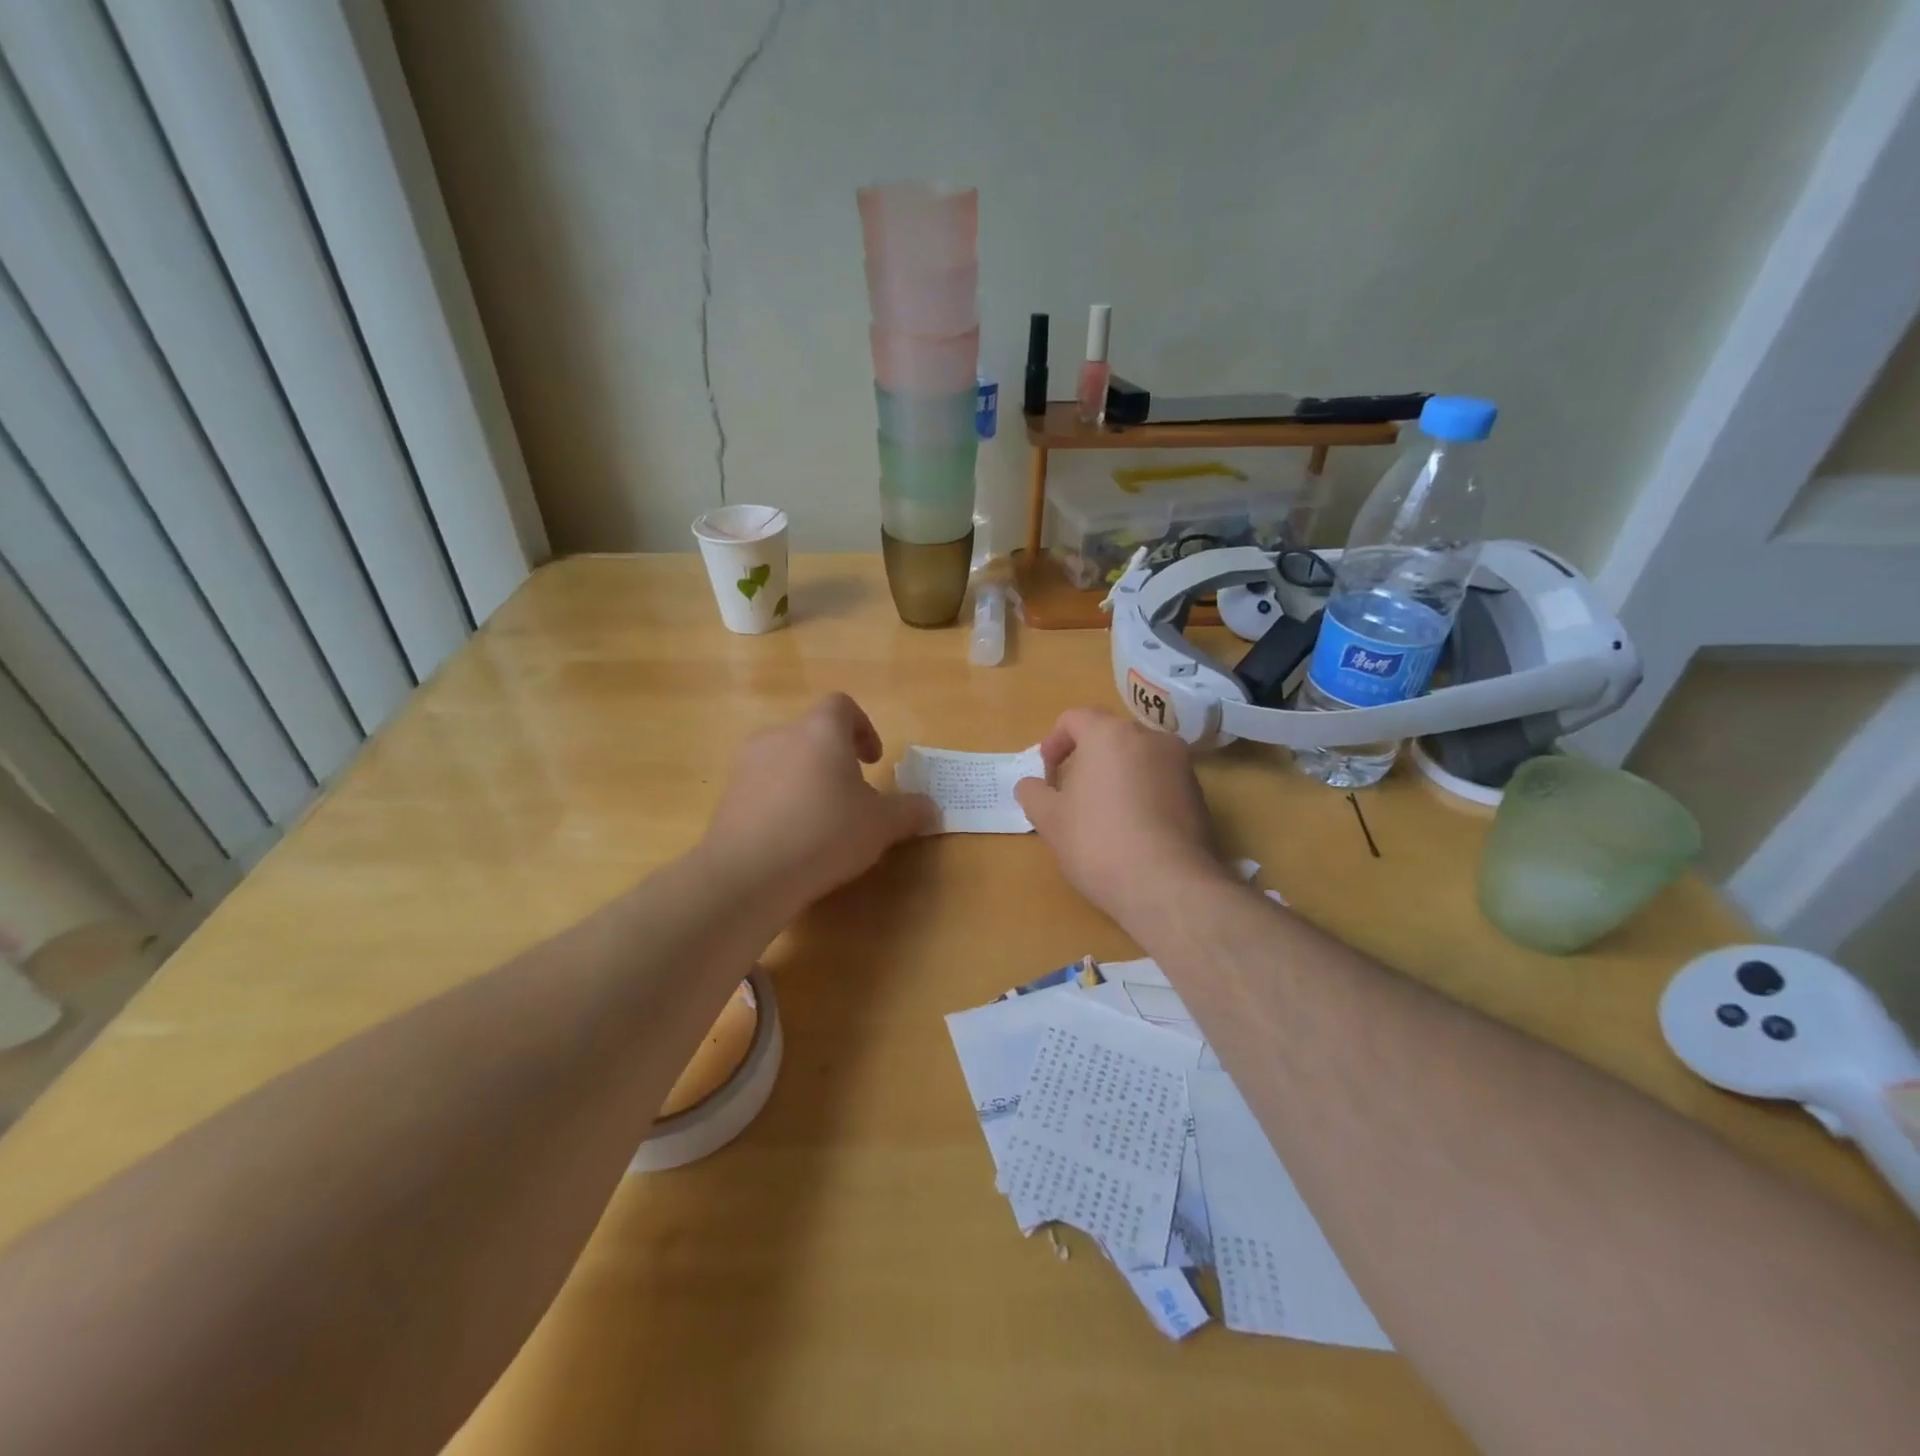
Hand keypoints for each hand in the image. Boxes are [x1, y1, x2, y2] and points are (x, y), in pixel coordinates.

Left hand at [700, 694, 934, 917]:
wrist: (748, 874)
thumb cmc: (825, 833)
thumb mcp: (881, 825)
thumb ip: (910, 811)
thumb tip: (932, 809)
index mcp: (820, 731)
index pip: (842, 706)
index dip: (863, 727)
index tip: (873, 761)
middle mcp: (780, 736)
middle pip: (812, 734)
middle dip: (835, 759)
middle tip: (852, 795)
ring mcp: (747, 765)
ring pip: (785, 760)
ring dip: (806, 780)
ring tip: (821, 820)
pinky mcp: (727, 796)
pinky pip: (762, 788)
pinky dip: (780, 802)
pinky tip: (791, 839)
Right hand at [1014, 708, 1227, 923]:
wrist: (1169, 887)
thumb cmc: (1099, 843)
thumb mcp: (1050, 820)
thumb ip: (1033, 793)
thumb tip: (1032, 785)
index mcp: (1110, 735)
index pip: (1074, 718)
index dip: (1053, 743)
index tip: (1046, 777)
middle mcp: (1151, 738)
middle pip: (1109, 737)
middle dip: (1085, 760)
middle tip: (1070, 797)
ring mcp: (1181, 765)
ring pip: (1137, 759)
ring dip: (1116, 777)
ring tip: (1103, 817)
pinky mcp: (1199, 794)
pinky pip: (1160, 782)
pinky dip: (1142, 795)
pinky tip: (1133, 832)